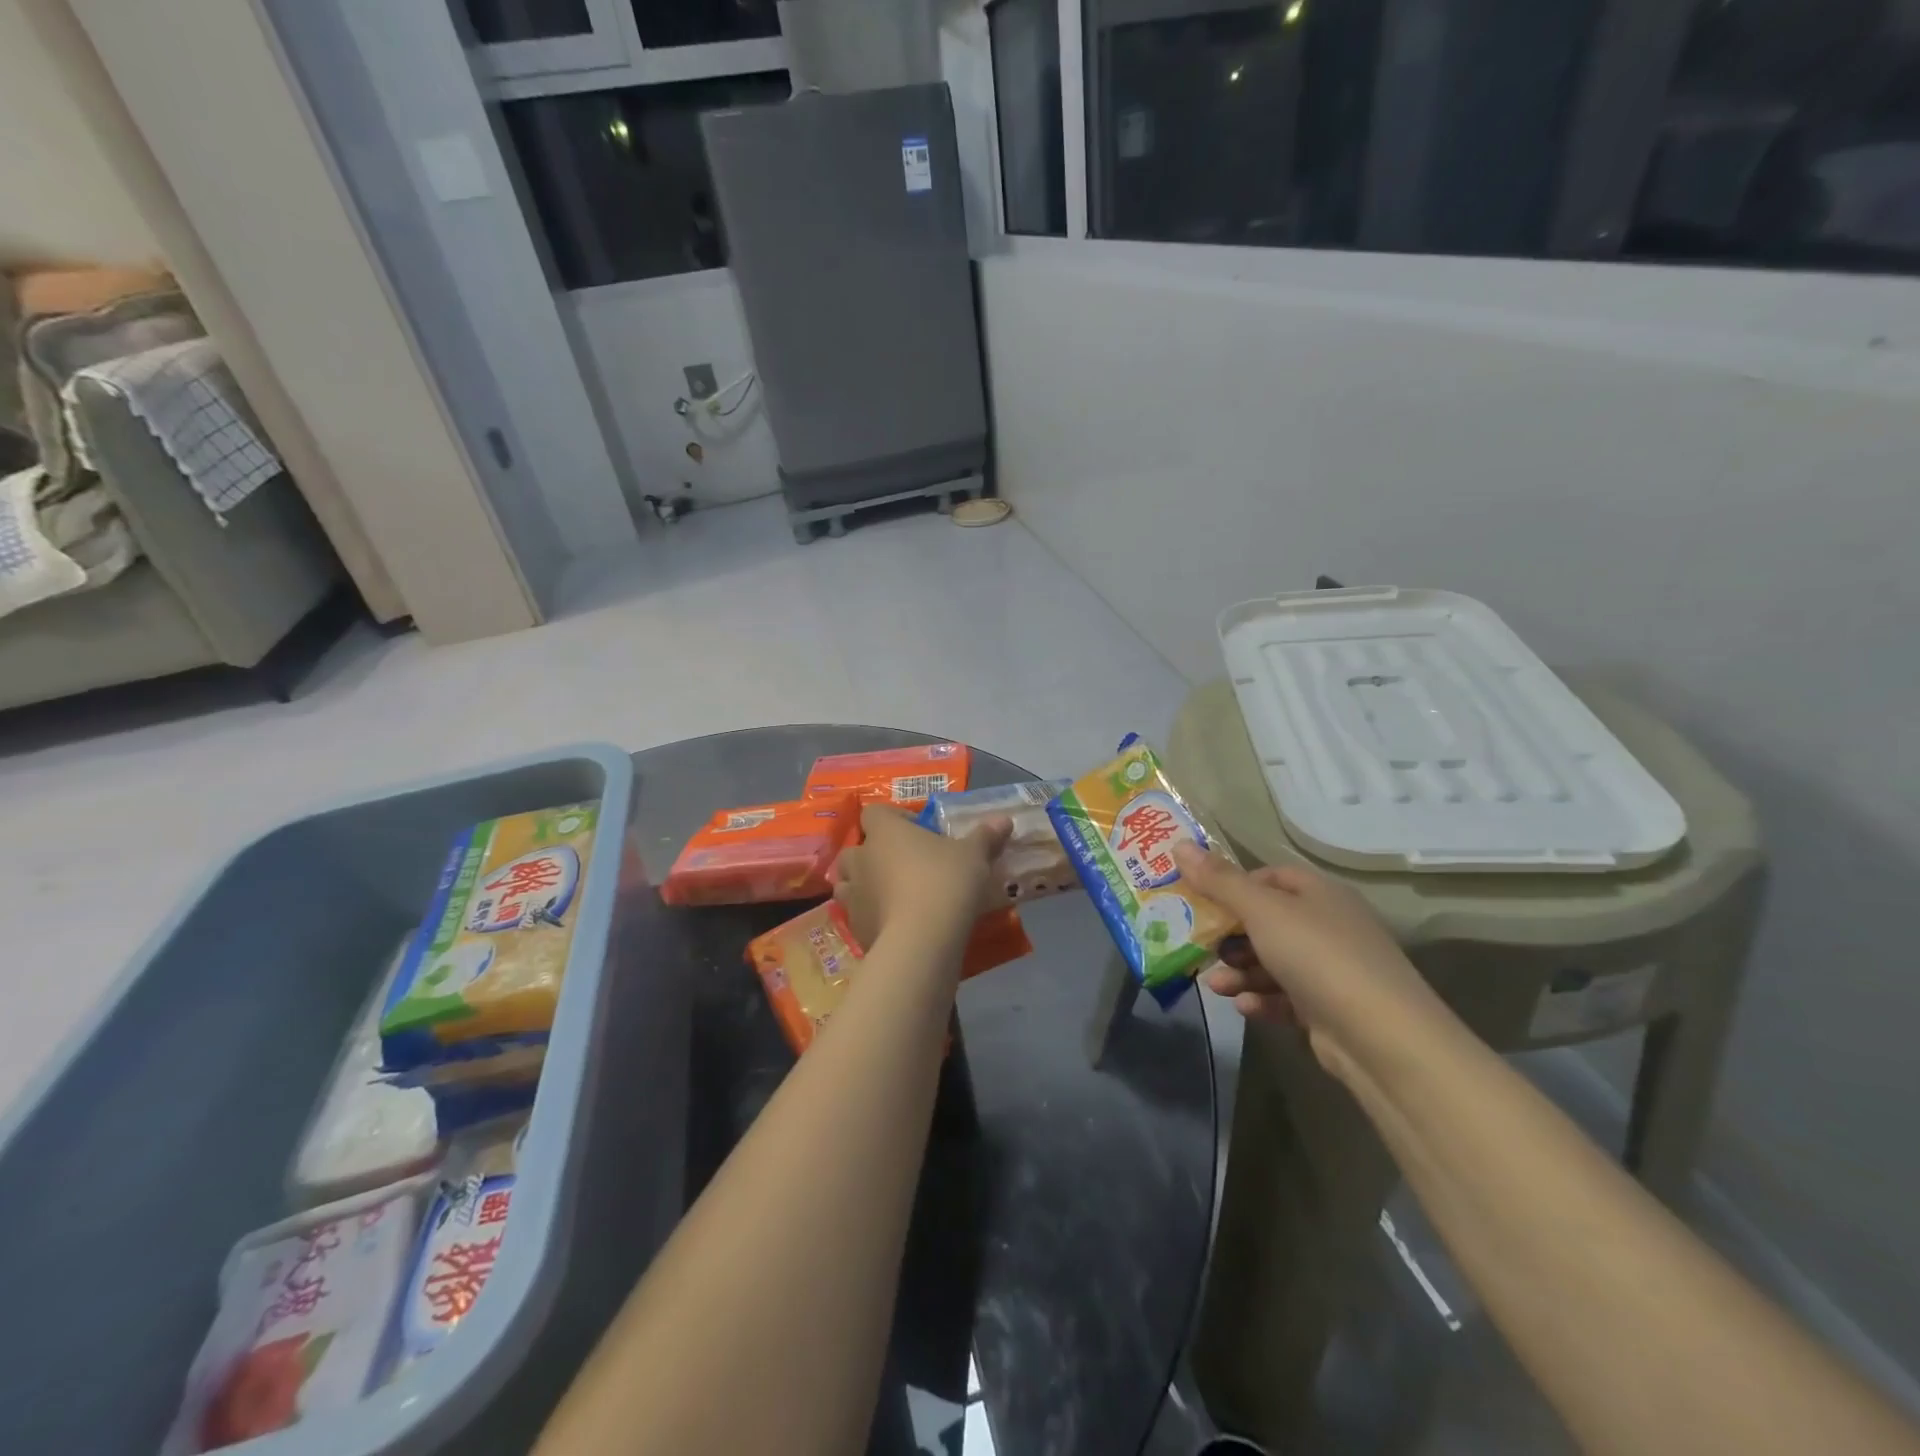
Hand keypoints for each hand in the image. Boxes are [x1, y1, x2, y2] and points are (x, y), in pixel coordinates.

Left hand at [833, 805, 1012, 951]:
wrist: (921, 941)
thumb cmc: (945, 882)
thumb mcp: (974, 856)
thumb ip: (985, 836)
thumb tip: (1004, 820)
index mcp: (885, 832)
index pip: (875, 812)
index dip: (893, 818)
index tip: (917, 830)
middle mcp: (861, 858)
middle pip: (855, 849)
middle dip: (872, 855)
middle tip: (901, 865)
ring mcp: (852, 895)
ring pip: (847, 883)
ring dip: (864, 885)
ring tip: (891, 895)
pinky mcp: (855, 927)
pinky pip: (858, 915)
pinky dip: (871, 916)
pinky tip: (894, 924)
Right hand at [1172, 845, 1441, 1076]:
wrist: (1383, 1038)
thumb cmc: (1319, 956)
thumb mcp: (1262, 911)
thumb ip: (1219, 881)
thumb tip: (1179, 844)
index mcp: (1320, 893)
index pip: (1271, 876)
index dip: (1235, 884)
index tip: (1201, 899)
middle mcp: (1329, 925)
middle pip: (1267, 921)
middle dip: (1230, 936)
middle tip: (1199, 945)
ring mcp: (1332, 969)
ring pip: (1272, 962)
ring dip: (1240, 972)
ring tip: (1216, 986)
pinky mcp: (1329, 1009)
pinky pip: (1286, 997)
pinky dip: (1262, 1000)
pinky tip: (1244, 1008)